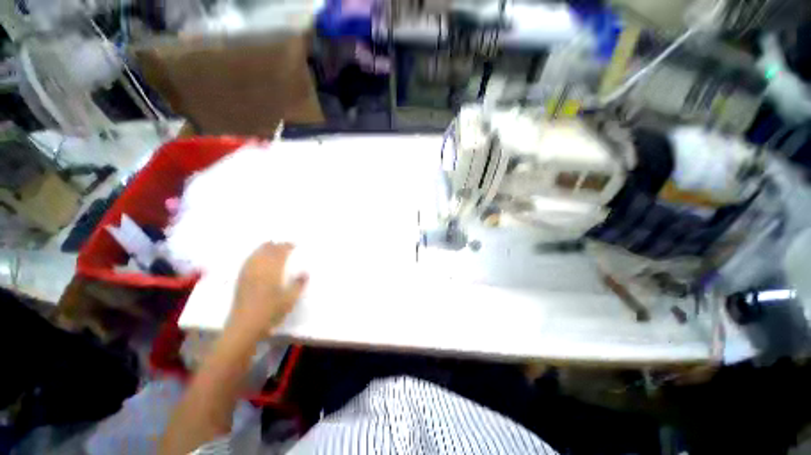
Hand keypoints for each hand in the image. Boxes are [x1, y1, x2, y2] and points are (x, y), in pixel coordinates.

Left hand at [226, 242, 307, 339]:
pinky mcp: (240, 280)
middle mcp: (259, 268)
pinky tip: (257, 257)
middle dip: (276, 245)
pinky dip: (255, 255)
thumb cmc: (270, 312)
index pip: (280, 252)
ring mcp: (248, 273)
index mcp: (272, 271)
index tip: (294, 245)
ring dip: (265, 248)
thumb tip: (305, 272)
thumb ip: (298, 284)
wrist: (244, 326)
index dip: (287, 246)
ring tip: (272, 246)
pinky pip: (248, 261)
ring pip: (256, 254)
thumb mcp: (290, 299)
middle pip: (267, 250)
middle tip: (285, 245)